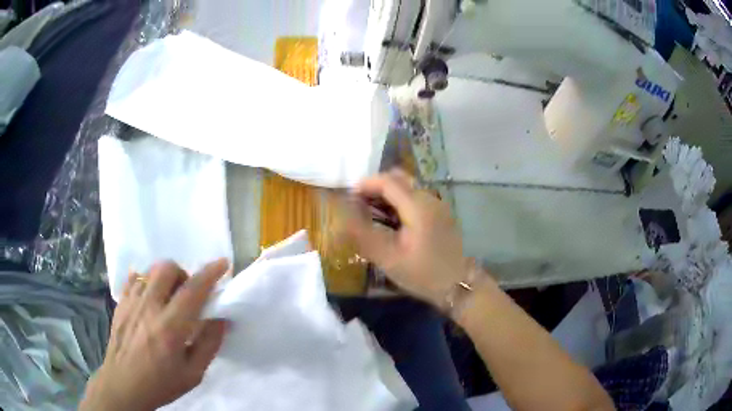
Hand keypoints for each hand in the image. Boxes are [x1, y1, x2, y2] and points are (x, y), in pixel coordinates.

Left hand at [80, 260, 229, 410]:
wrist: (124, 385)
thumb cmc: (161, 383)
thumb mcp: (193, 374)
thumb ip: (209, 344)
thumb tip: (221, 319)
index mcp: (170, 327)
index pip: (193, 290)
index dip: (210, 273)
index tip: (222, 263)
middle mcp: (149, 307)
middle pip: (167, 268)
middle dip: (183, 274)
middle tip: (186, 294)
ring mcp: (131, 302)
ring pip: (150, 271)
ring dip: (164, 278)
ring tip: (167, 297)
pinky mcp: (120, 303)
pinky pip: (134, 279)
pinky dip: (145, 282)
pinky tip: (148, 298)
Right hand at [345, 170, 469, 305]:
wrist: (459, 285)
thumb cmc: (423, 274)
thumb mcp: (388, 258)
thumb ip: (363, 234)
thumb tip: (343, 215)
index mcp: (417, 206)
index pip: (387, 181)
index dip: (366, 184)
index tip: (349, 197)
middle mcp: (430, 198)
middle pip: (399, 178)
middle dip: (376, 186)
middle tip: (359, 204)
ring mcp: (438, 204)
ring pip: (408, 187)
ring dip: (388, 193)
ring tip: (372, 213)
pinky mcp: (441, 213)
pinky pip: (417, 197)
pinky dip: (400, 201)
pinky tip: (393, 221)